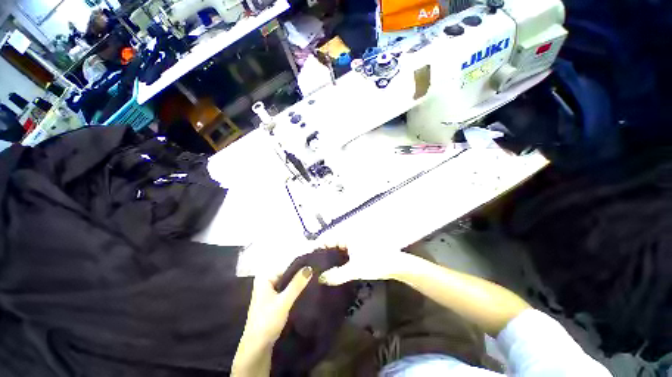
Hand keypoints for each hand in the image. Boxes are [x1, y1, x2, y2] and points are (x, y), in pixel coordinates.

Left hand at [232, 267, 311, 375]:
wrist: (257, 348)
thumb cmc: (267, 321)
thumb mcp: (284, 302)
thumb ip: (296, 285)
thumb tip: (310, 267)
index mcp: (265, 278)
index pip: (286, 267)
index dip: (300, 267)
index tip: (314, 266)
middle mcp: (266, 282)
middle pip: (287, 275)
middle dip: (300, 275)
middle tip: (316, 274)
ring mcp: (270, 292)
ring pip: (288, 283)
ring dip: (298, 284)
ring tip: (314, 281)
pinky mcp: (274, 301)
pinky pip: (287, 291)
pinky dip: (295, 291)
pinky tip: (305, 291)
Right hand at [318, 242, 410, 285]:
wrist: (395, 265)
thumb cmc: (375, 263)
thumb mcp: (355, 269)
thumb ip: (337, 275)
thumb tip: (320, 278)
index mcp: (347, 236)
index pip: (327, 239)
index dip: (317, 247)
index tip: (307, 257)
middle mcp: (349, 237)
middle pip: (331, 244)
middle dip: (322, 253)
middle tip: (311, 265)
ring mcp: (354, 243)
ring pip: (337, 249)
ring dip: (330, 257)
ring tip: (319, 269)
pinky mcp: (358, 250)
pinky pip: (343, 253)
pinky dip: (338, 260)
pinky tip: (333, 270)